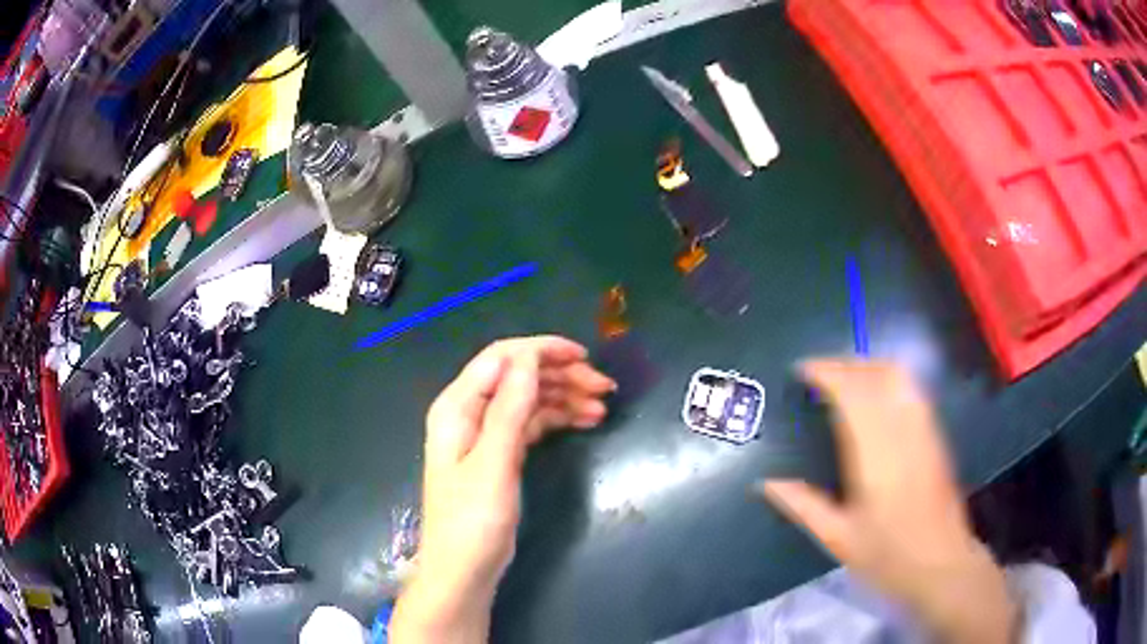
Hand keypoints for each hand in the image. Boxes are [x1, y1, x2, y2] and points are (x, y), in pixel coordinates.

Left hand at [392, 336, 615, 642]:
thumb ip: (509, 409)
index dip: (542, 350)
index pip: (502, 358)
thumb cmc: (473, 520)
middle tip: (604, 388)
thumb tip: (528, 357)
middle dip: (561, 375)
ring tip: (602, 407)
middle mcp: (470, 412)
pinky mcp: (500, 454)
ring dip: (564, 397)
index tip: (584, 357)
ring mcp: (485, 434)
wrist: (464, 570)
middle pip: (518, 376)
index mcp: (458, 406)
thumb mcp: (494, 463)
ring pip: (529, 399)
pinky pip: (531, 423)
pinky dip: (557, 418)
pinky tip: (584, 421)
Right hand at [760, 360, 1017, 643]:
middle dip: (844, 363)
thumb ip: (804, 505)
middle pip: (876, 374)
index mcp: (876, 456)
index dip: (827, 372)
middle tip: (817, 373)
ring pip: (898, 375)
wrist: (941, 563)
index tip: (802, 370)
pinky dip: (889, 376)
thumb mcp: (839, 538)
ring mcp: (924, 429)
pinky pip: (912, 389)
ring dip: (868, 364)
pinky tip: (877, 392)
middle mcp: (903, 432)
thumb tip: (767, 482)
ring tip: (844, 376)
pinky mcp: (935, 434)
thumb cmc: (888, 555)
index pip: (853, 393)